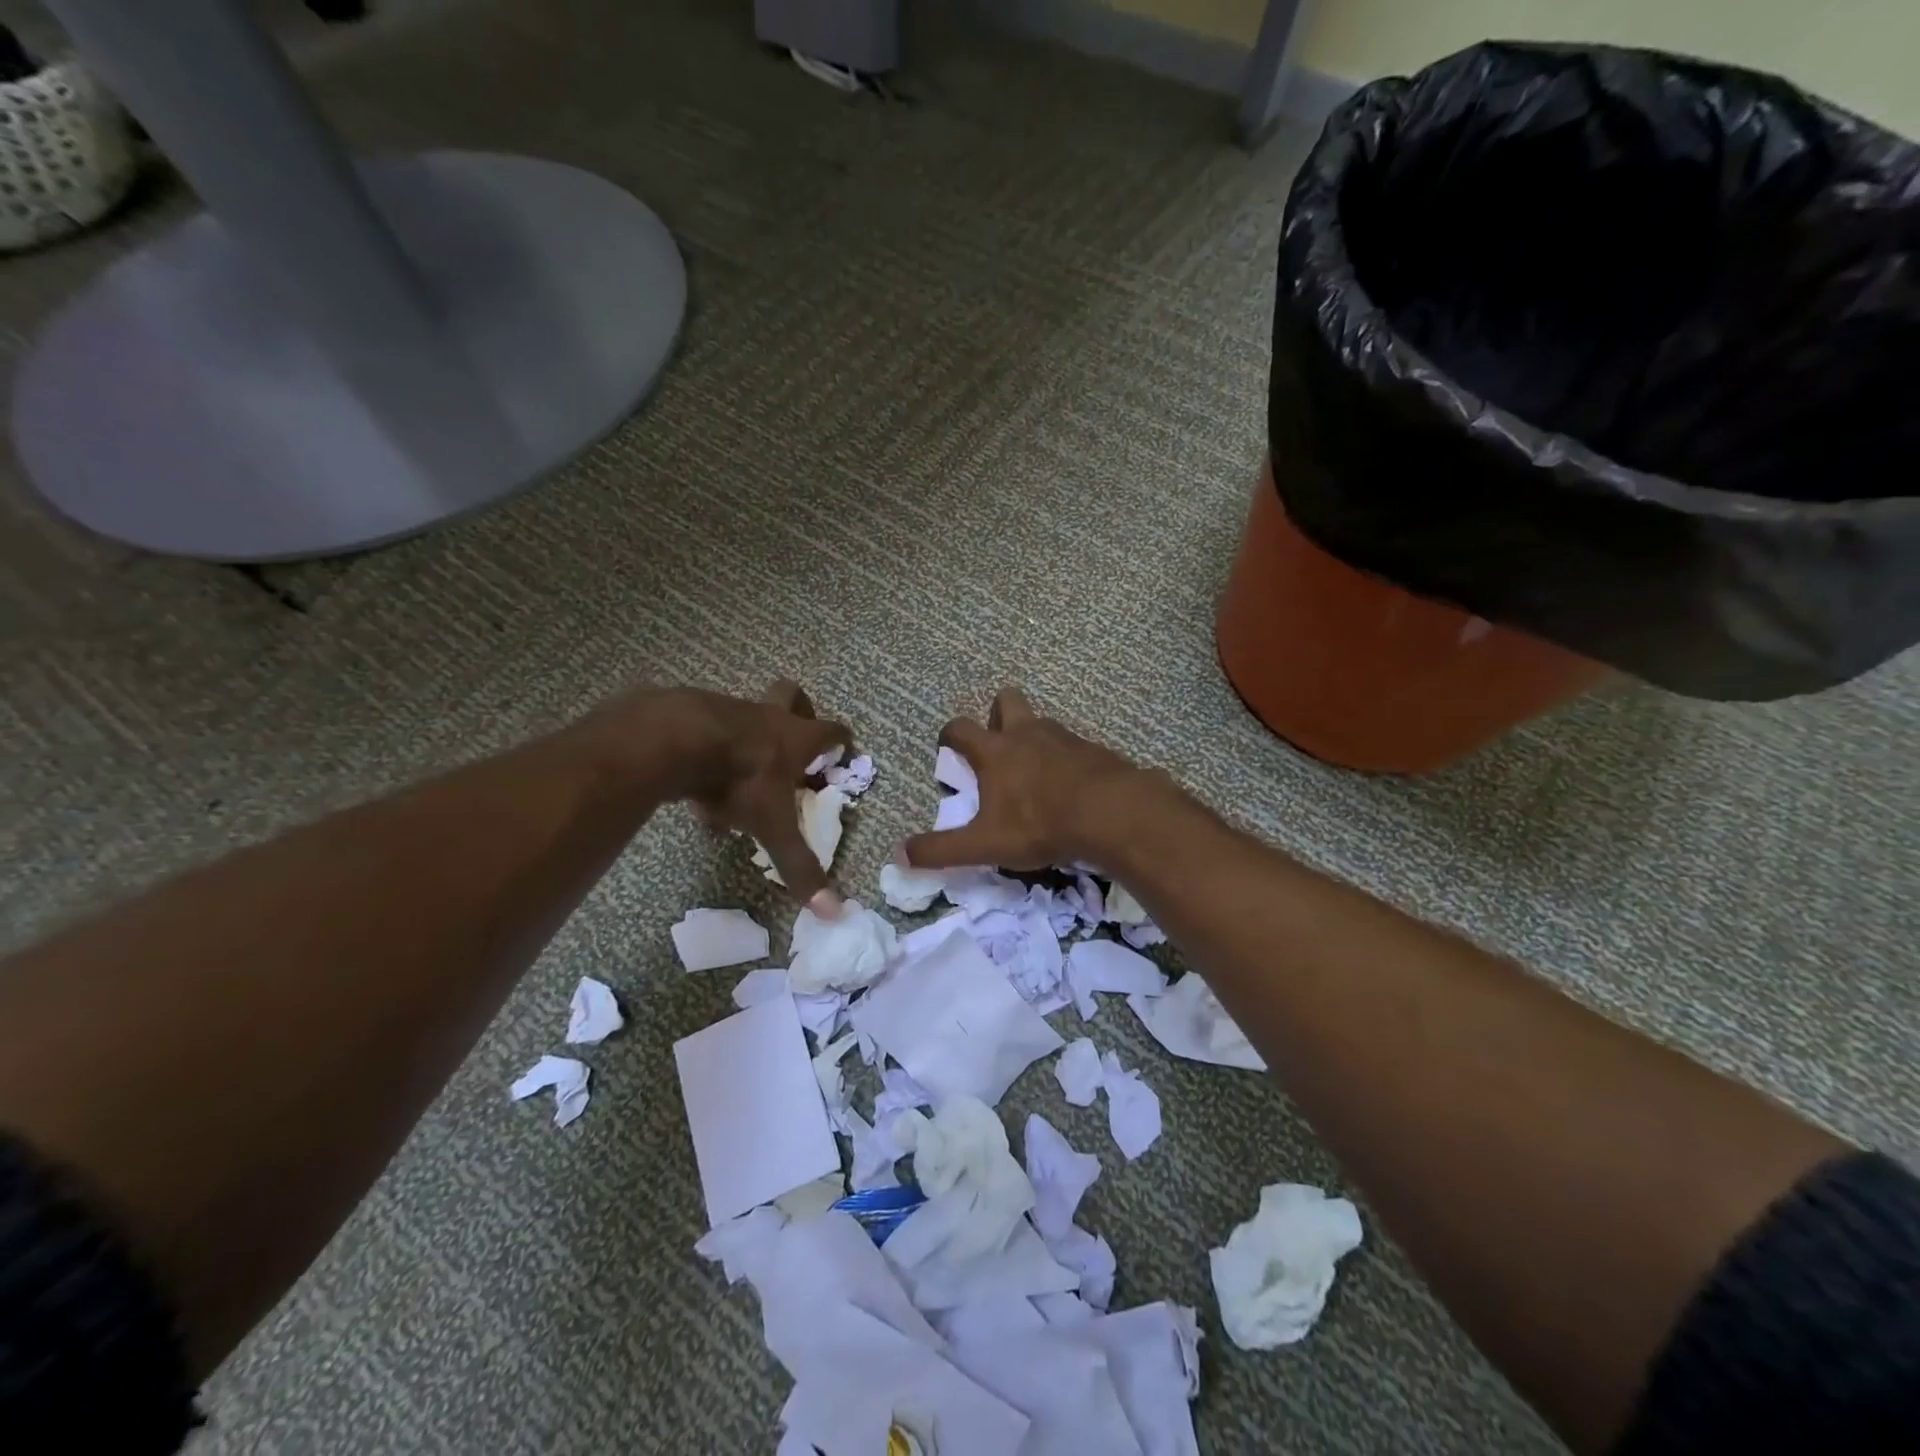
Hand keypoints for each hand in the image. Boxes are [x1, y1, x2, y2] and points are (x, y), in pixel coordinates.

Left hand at [586, 681, 849, 907]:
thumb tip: (834, 913)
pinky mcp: (691, 712)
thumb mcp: (772, 827)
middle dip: (800, 710)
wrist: (675, 740)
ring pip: (747, 713)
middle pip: (791, 694)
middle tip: (796, 738)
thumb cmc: (739, 779)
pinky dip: (709, 750)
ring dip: (750, 736)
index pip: (831, 729)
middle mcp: (767, 716)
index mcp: (796, 737)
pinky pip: (708, 731)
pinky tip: (696, 780)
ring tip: (740, 774)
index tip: (845, 749)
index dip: (841, 739)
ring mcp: (729, 710)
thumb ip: (800, 866)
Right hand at [902, 687, 1154, 872]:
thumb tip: (899, 854)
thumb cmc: (1040, 825)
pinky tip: (1070, 786)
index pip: (960, 728)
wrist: (1111, 813)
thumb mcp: (984, 845)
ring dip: (1032, 737)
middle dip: (996, 714)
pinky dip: (1065, 758)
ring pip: (1041, 721)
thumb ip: (941, 850)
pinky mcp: (1093, 749)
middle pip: (1006, 700)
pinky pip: (1072, 744)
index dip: (949, 735)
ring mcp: (1063, 737)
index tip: (948, 748)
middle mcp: (1026, 733)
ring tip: (1034, 772)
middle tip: (996, 747)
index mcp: (994, 751)